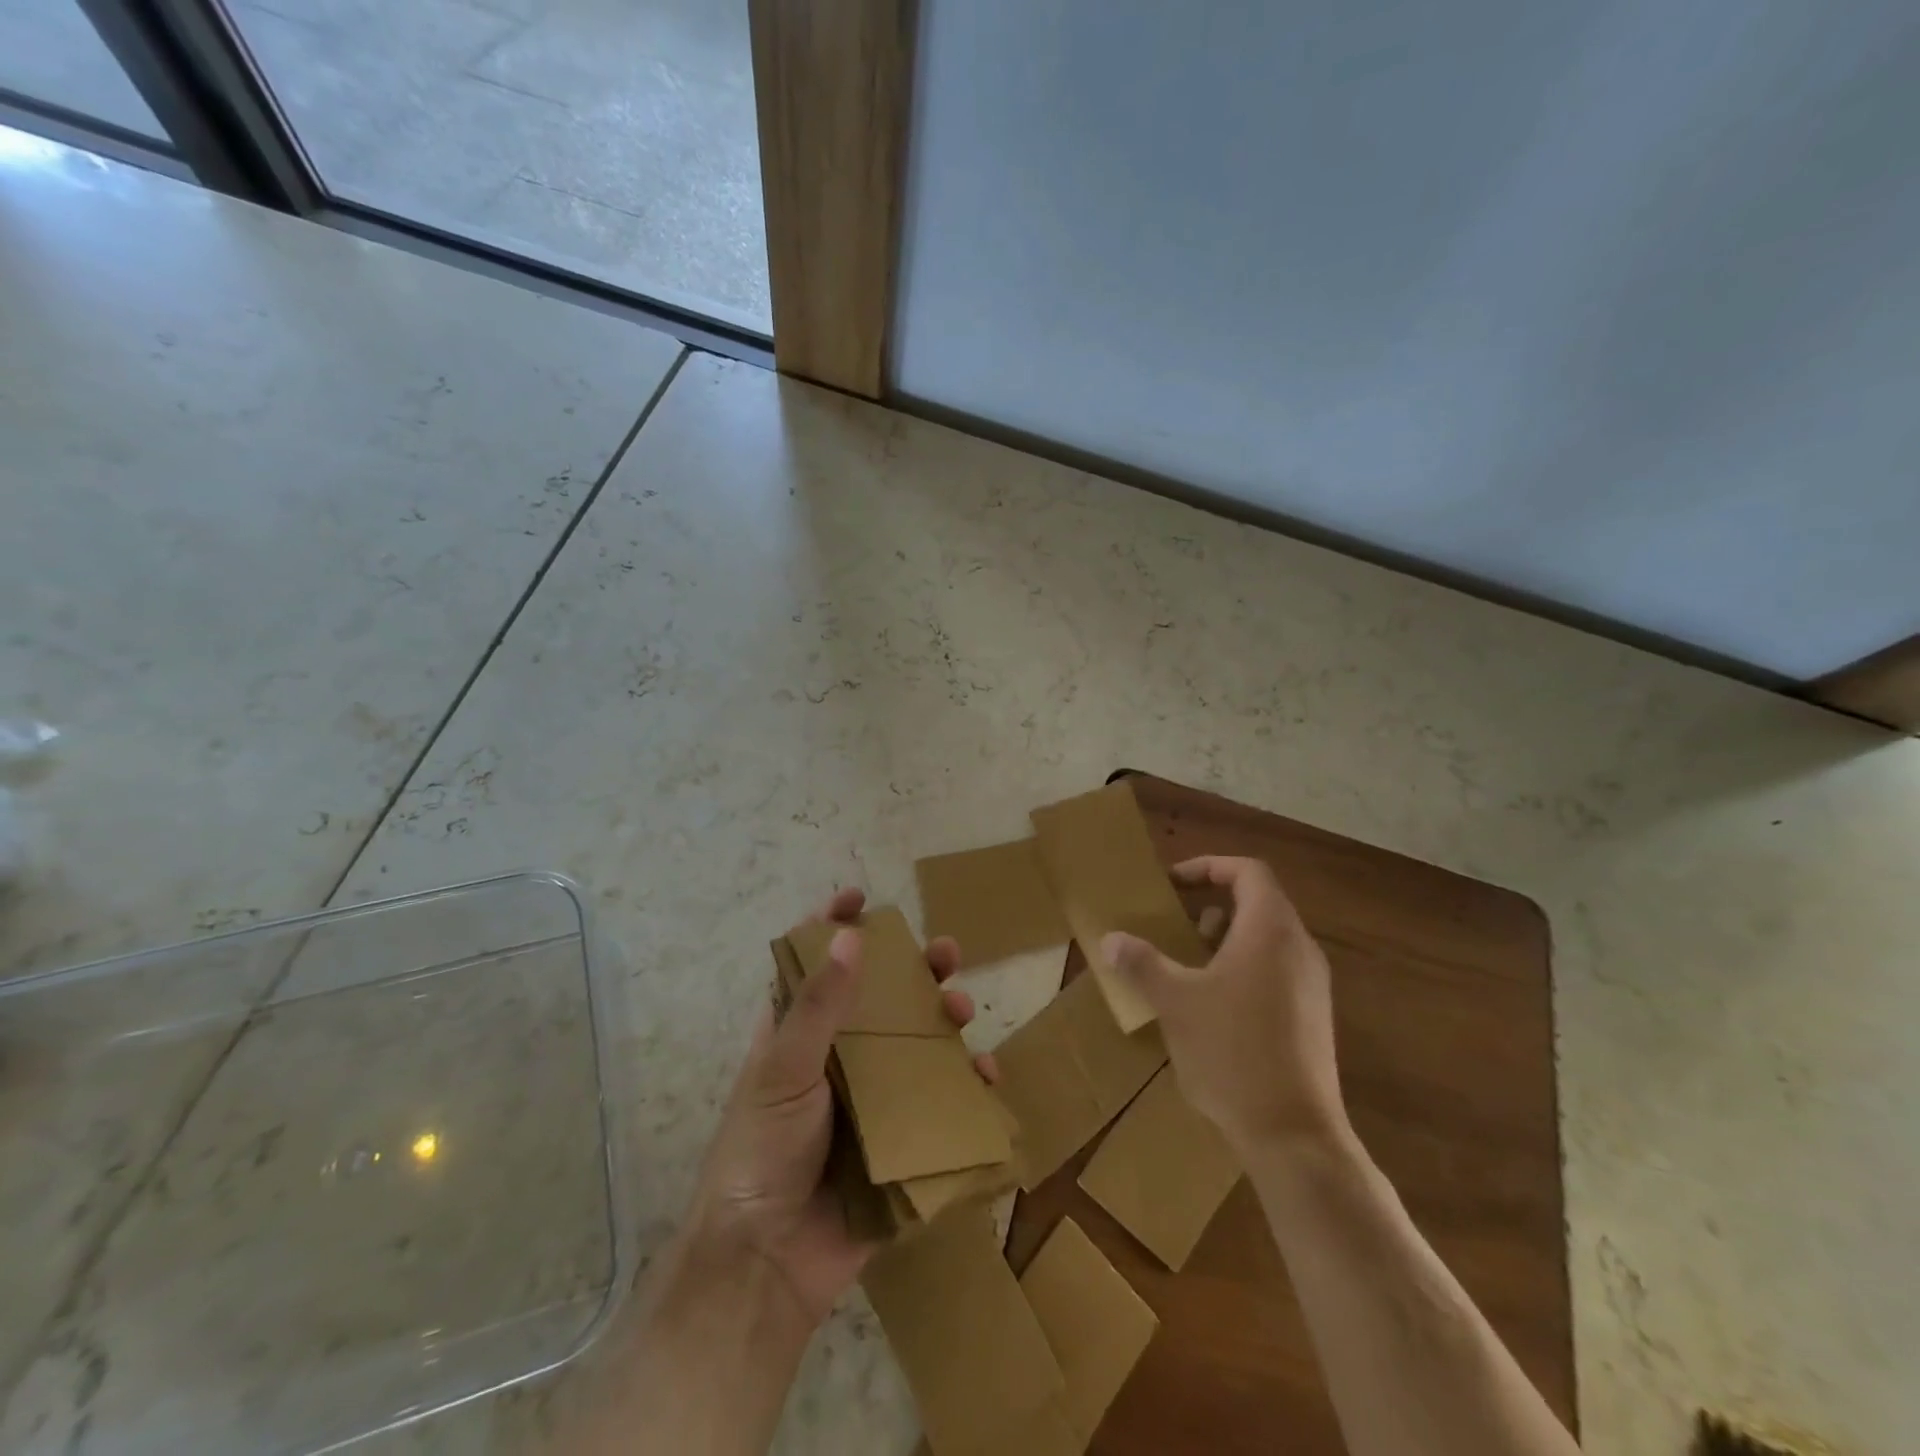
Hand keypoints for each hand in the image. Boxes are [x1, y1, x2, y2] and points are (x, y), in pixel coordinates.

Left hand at [685, 887, 995, 1328]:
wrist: (766, 1265)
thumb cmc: (760, 1153)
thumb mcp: (783, 1070)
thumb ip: (817, 1006)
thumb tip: (851, 935)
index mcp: (796, 1035)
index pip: (815, 966)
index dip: (833, 927)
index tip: (859, 896)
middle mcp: (836, 1059)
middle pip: (881, 999)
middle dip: (914, 971)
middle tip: (946, 954)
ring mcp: (869, 1100)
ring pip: (916, 1044)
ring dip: (944, 1021)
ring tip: (962, 1010)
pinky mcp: (897, 1139)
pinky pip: (938, 1102)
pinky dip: (965, 1086)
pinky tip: (984, 1077)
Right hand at [1103, 856, 1345, 1155]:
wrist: (1294, 1135)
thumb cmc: (1232, 1052)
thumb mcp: (1175, 1002)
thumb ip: (1142, 963)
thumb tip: (1111, 939)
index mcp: (1270, 931)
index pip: (1249, 872)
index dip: (1209, 866)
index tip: (1174, 883)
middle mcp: (1300, 948)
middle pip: (1260, 902)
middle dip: (1213, 903)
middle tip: (1175, 920)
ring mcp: (1312, 985)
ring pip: (1268, 939)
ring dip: (1227, 938)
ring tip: (1187, 960)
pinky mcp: (1313, 1018)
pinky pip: (1277, 970)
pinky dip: (1244, 967)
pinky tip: (1213, 1004)